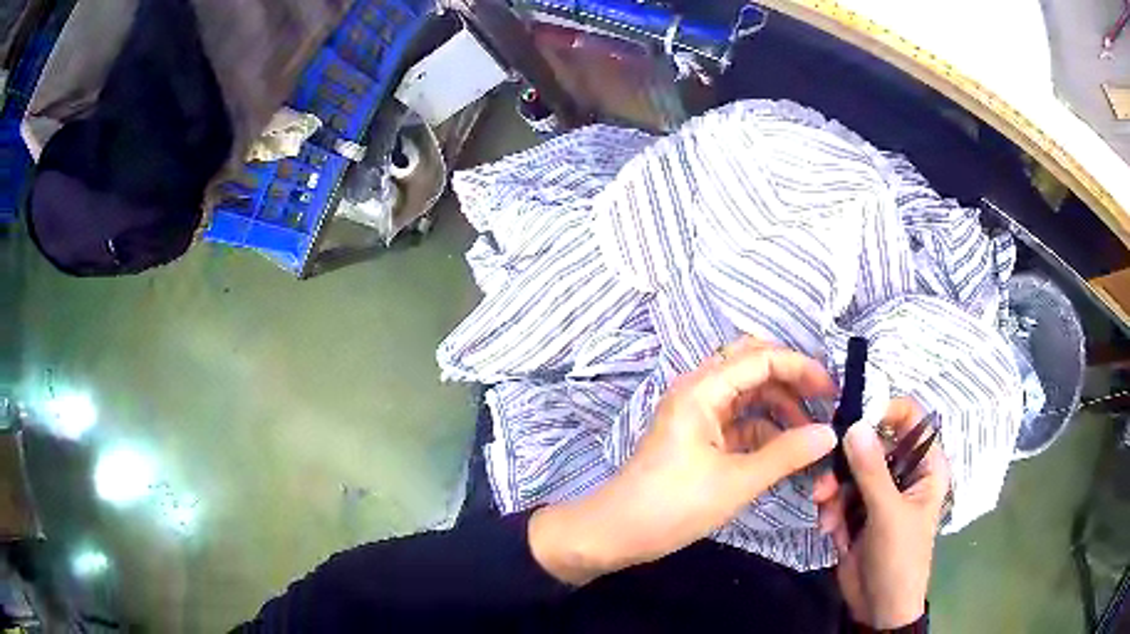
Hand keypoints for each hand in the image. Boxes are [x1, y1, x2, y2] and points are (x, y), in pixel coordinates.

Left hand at [530, 337, 838, 584]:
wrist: (616, 532)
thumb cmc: (673, 505)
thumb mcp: (737, 481)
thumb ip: (787, 454)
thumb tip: (830, 434)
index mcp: (702, 390)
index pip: (761, 357)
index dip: (801, 368)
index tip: (832, 392)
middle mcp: (699, 391)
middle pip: (754, 367)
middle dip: (791, 382)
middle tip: (824, 406)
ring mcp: (698, 414)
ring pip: (748, 396)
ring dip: (780, 409)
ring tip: (810, 437)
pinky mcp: (699, 437)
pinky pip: (739, 422)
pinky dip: (765, 432)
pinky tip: (787, 452)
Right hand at [813, 398, 949, 628]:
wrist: (878, 608)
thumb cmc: (900, 558)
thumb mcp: (888, 514)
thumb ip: (872, 471)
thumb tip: (855, 424)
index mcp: (925, 466)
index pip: (910, 419)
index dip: (885, 410)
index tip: (854, 417)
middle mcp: (903, 472)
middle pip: (872, 443)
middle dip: (846, 461)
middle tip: (826, 480)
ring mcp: (878, 492)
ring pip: (850, 469)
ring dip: (833, 489)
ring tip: (825, 513)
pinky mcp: (857, 511)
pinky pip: (838, 494)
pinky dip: (830, 508)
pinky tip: (830, 530)